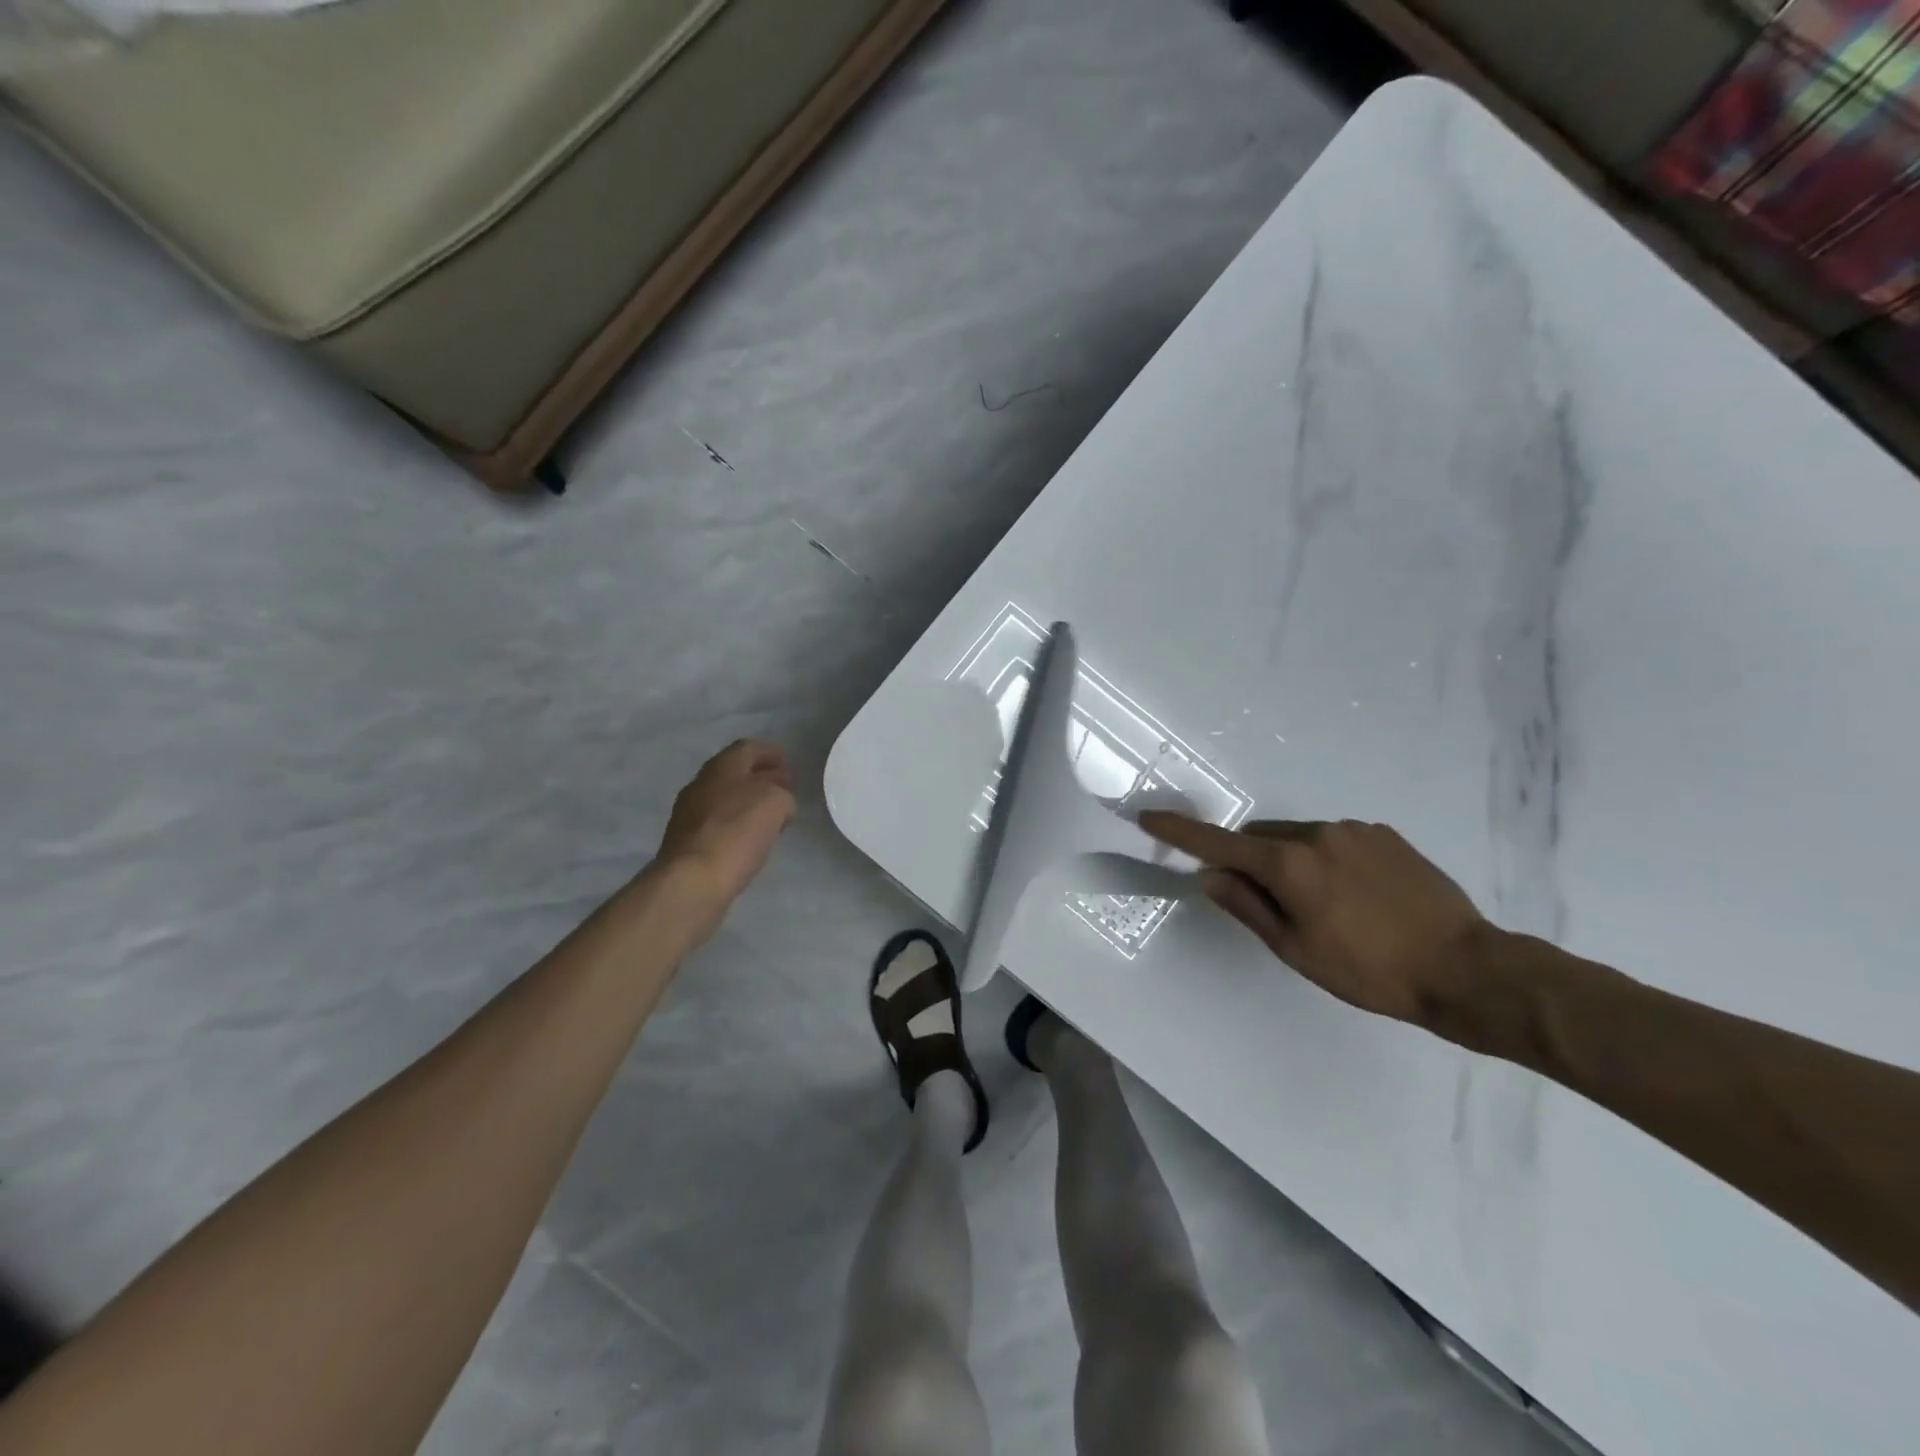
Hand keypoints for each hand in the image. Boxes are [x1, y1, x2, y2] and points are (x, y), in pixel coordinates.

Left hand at [656, 740, 795, 911]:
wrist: (692, 881)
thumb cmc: (737, 832)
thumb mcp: (776, 803)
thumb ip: (782, 795)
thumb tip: (778, 802)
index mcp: (721, 767)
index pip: (748, 748)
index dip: (769, 752)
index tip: (787, 761)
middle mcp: (701, 784)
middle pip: (735, 773)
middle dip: (761, 778)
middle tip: (785, 788)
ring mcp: (690, 814)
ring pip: (726, 799)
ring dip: (749, 802)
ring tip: (773, 816)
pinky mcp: (688, 842)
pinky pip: (719, 824)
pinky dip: (738, 824)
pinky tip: (752, 839)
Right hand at [1138, 813, 1490, 1024]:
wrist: (1465, 968)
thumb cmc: (1369, 970)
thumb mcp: (1296, 949)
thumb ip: (1247, 905)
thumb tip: (1211, 875)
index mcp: (1288, 863)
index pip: (1218, 843)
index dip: (1179, 832)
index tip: (1149, 818)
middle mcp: (1316, 834)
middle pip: (1260, 837)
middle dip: (1252, 860)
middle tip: (1273, 904)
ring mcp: (1354, 830)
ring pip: (1299, 837)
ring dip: (1293, 861)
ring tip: (1328, 907)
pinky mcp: (1385, 834)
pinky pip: (1336, 840)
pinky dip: (1328, 859)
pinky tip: (1358, 896)